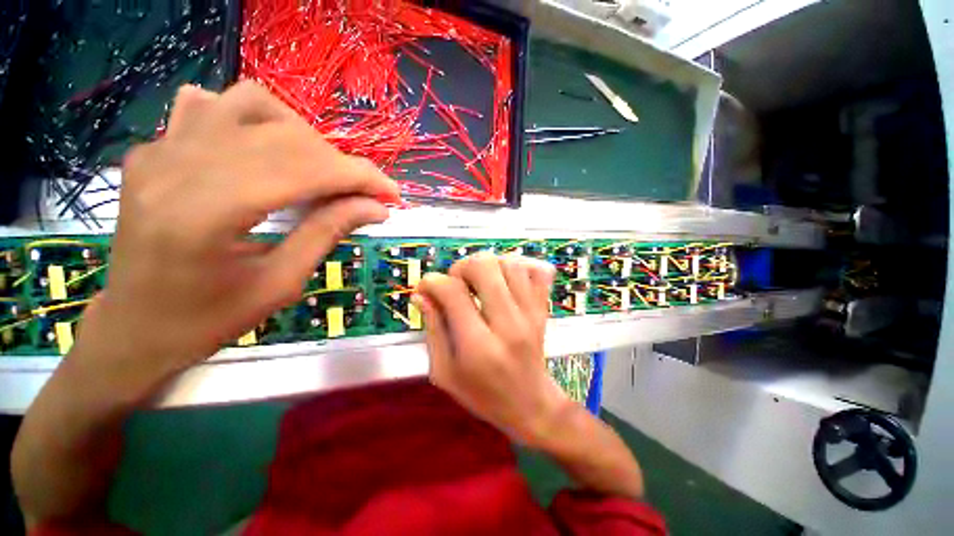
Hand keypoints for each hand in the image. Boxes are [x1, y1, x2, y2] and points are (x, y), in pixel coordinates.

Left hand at [73, 82, 399, 398]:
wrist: (133, 326)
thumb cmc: (207, 320)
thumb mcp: (281, 285)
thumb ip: (328, 234)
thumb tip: (376, 207)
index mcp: (206, 214)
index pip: (303, 170)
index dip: (359, 177)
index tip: (392, 194)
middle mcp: (176, 168)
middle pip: (283, 135)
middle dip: (339, 162)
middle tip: (362, 193)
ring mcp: (159, 150)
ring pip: (250, 104)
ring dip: (302, 134)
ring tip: (318, 169)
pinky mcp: (154, 149)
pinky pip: (211, 106)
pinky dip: (254, 120)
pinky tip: (265, 151)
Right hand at [414, 253, 569, 446]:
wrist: (531, 405)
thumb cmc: (483, 395)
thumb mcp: (445, 372)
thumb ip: (433, 329)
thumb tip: (421, 293)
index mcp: (478, 346)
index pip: (453, 292)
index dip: (431, 282)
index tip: (425, 289)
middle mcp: (508, 324)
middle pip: (484, 267)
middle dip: (462, 267)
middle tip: (456, 283)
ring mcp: (531, 313)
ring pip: (510, 263)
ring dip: (488, 265)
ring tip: (480, 282)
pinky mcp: (543, 309)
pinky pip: (539, 271)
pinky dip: (521, 265)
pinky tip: (506, 279)